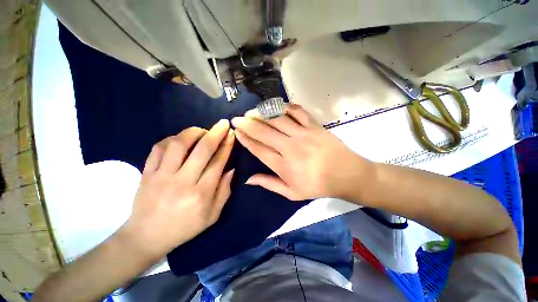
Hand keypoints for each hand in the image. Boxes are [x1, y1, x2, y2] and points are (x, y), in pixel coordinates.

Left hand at [124, 121, 234, 258]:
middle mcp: (182, 181)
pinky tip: (179, 140)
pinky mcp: (146, 173)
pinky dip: (171, 139)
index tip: (231, 134)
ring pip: (178, 144)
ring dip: (193, 132)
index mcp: (201, 193)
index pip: (218, 162)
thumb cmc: (185, 227)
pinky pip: (158, 148)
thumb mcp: (213, 215)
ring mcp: (161, 176)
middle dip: (215, 133)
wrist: (146, 237)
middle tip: (222, 124)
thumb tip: (230, 168)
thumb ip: (224, 191)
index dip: (227, 146)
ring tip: (202, 131)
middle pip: (202, 150)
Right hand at [232, 104, 373, 200]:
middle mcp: (290, 148)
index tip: (237, 132)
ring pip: (277, 120)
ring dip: (262, 114)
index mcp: (283, 165)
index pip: (258, 149)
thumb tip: (248, 179)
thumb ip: (269, 184)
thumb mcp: (291, 193)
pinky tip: (277, 106)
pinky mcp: (314, 126)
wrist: (346, 174)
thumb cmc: (317, 186)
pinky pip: (297, 112)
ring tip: (252, 112)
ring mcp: (303, 134)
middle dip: (248, 124)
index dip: (246, 140)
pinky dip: (286, 107)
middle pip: (264, 132)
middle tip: (237, 118)